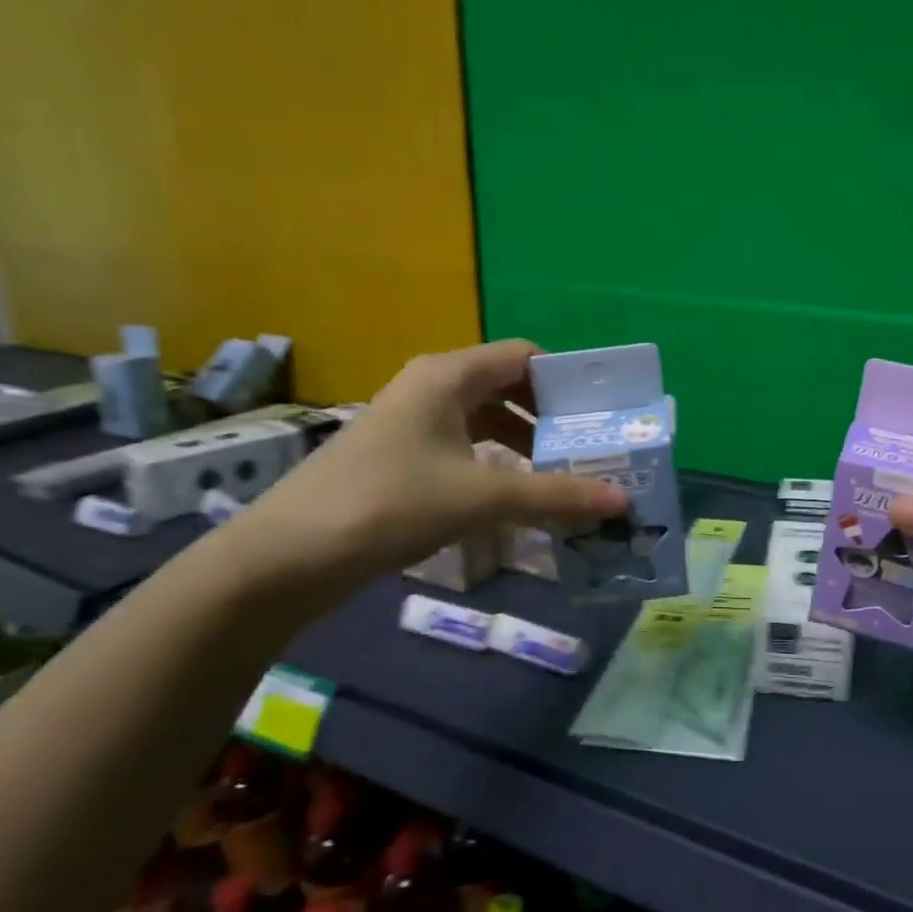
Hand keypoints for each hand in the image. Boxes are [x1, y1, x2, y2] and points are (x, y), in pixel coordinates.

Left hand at [230, 339, 626, 587]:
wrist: (290, 555)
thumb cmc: (391, 504)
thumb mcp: (482, 498)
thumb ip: (555, 496)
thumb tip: (622, 500)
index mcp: (448, 375)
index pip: (524, 356)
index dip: (566, 379)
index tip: (601, 413)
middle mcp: (431, 386)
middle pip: (507, 386)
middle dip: (551, 416)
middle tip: (592, 448)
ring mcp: (412, 421)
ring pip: (485, 419)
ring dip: (525, 442)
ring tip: (564, 474)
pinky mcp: (401, 455)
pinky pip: (463, 445)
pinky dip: (496, 462)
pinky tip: (516, 494)